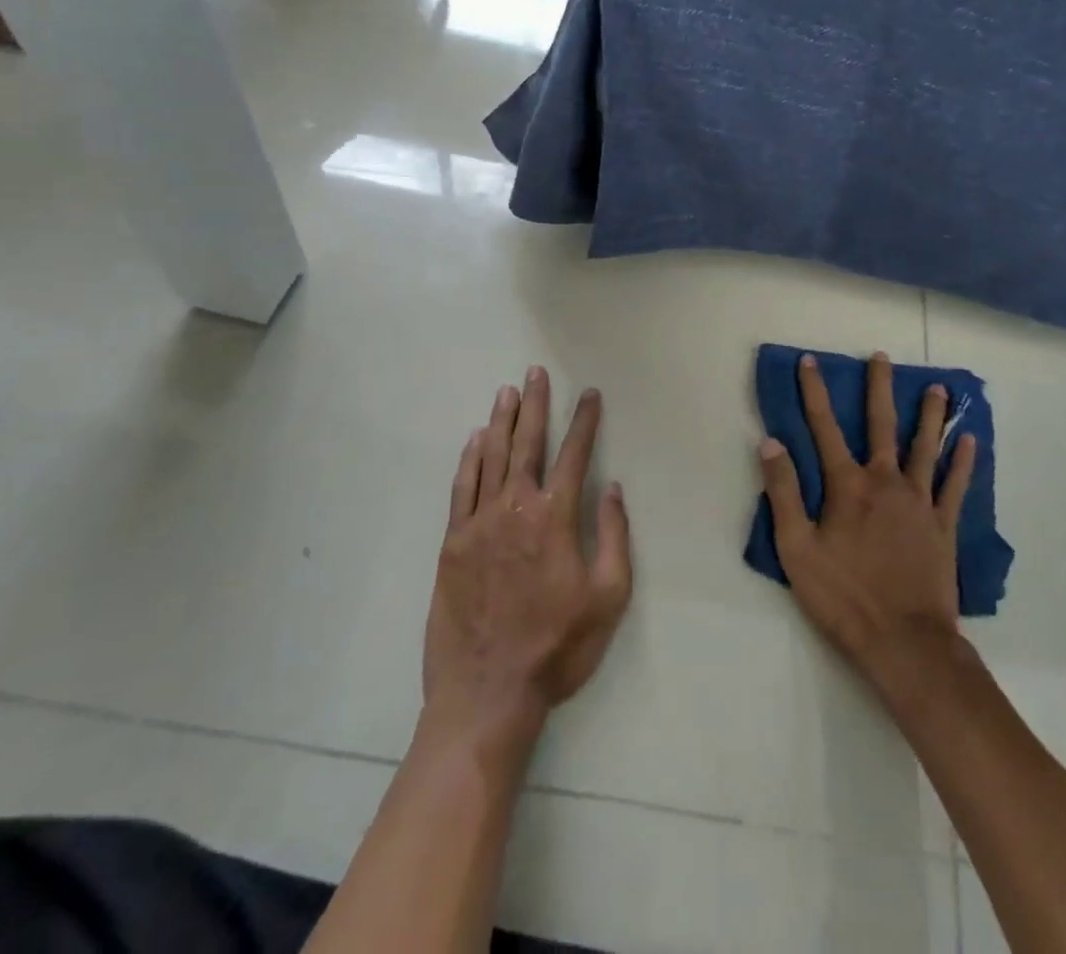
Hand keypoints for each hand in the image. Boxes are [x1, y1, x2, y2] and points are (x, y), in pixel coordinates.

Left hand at [423, 370, 632, 739]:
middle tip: (535, 372)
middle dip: (535, 405)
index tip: (589, 395)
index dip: (584, 421)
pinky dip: (469, 459)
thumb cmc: (557, 646)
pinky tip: (474, 440)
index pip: (574, 455)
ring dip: (501, 422)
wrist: (487, 692)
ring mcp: (479, 523)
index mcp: (555, 518)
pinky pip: (461, 489)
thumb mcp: (608, 597)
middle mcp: (515, 508)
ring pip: (491, 458)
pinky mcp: (452, 544)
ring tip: (507, 392)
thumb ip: (613, 537)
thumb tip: (612, 489)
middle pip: (527, 443)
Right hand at [759, 352, 976, 692]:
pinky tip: (970, 441)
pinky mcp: (943, 525)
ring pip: (925, 447)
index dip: (814, 392)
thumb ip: (783, 493)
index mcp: (847, 486)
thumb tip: (770, 442)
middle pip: (881, 425)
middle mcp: (885, 481)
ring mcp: (919, 502)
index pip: (824, 427)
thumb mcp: (796, 549)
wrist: (905, 642)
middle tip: (881, 357)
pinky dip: (963, 462)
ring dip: (930, 415)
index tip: (810, 362)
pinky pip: (955, 486)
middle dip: (878, 388)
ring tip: (938, 388)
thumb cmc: (843, 597)